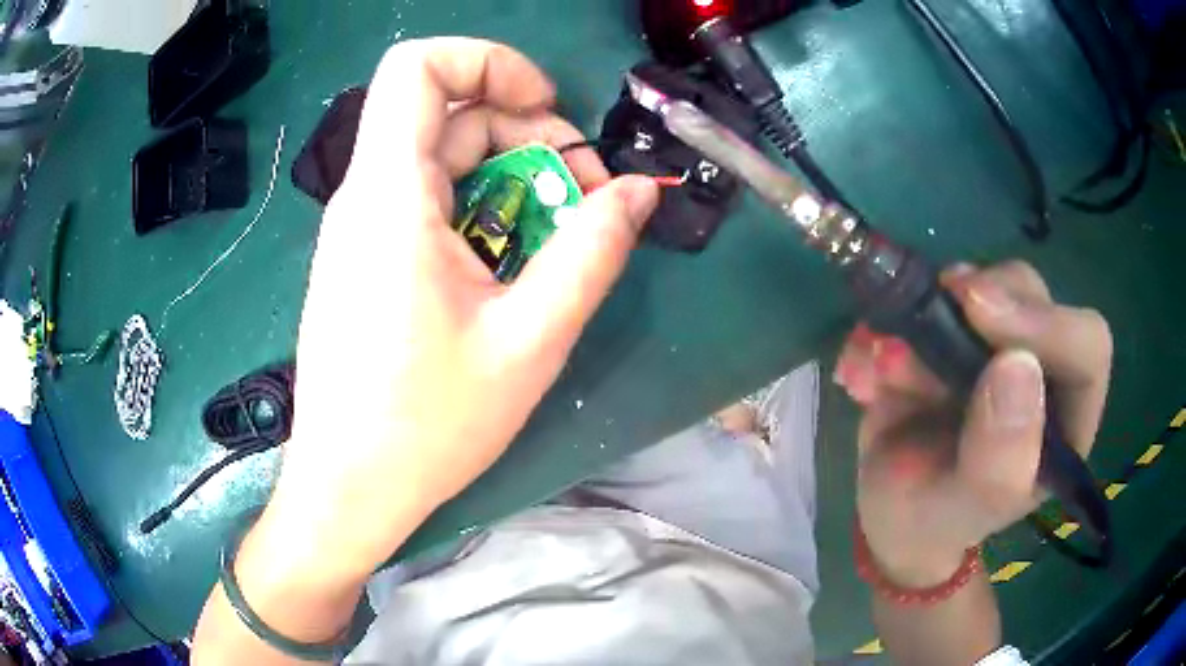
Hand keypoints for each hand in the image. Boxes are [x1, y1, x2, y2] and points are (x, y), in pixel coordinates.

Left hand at [263, 38, 658, 581]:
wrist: (349, 486)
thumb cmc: (427, 425)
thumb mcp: (530, 338)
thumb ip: (592, 251)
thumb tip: (637, 192)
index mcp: (391, 195)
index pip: (419, 65)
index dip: (490, 61)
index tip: (547, 108)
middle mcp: (366, 196)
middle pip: (450, 113)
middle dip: (529, 135)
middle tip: (584, 199)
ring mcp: (360, 228)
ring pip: (442, 158)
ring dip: (511, 177)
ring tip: (558, 238)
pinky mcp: (364, 258)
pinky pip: (427, 200)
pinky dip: (481, 208)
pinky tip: (511, 265)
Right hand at [835, 262, 1111, 586]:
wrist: (894, 513)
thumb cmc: (936, 523)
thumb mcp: (962, 513)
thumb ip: (996, 464)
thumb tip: (1017, 366)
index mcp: (1065, 418)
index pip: (1085, 345)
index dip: (1044, 321)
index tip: (979, 313)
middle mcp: (1041, 366)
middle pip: (1029, 293)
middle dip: (976, 300)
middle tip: (924, 320)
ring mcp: (997, 339)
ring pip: (980, 282)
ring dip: (922, 312)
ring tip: (881, 369)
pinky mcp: (955, 327)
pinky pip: (925, 295)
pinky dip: (887, 320)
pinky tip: (863, 367)